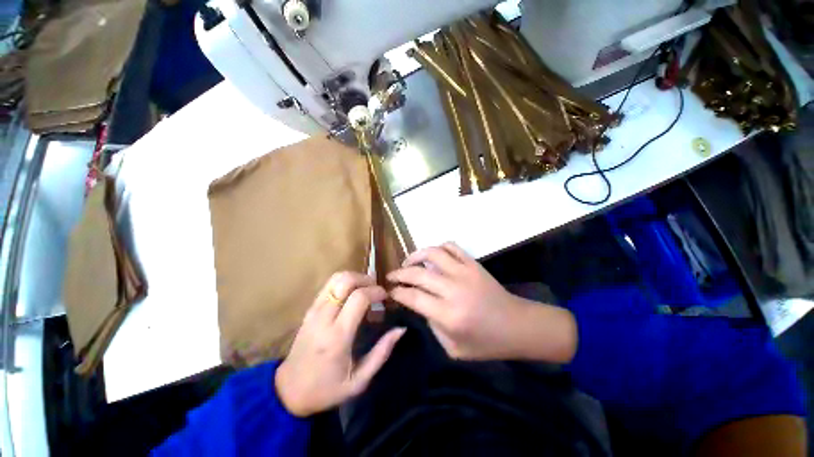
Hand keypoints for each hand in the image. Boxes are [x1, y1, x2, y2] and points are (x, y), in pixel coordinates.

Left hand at [275, 272, 405, 416]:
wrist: (288, 391)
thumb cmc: (326, 389)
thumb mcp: (359, 380)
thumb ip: (382, 352)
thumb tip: (400, 329)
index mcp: (337, 336)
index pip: (359, 298)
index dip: (376, 291)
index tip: (386, 298)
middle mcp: (324, 317)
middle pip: (346, 281)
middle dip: (366, 280)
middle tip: (377, 290)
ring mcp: (314, 310)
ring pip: (336, 278)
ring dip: (355, 278)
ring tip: (366, 289)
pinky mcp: (309, 309)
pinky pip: (329, 285)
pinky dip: (344, 282)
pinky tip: (352, 294)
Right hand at [388, 242, 576, 362]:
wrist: (517, 326)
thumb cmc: (486, 343)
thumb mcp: (453, 348)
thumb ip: (432, 325)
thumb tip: (420, 303)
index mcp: (448, 315)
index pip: (413, 296)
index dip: (397, 292)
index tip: (389, 290)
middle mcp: (453, 289)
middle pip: (417, 273)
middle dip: (399, 273)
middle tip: (391, 276)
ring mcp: (464, 272)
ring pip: (433, 253)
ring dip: (415, 255)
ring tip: (408, 262)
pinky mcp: (473, 264)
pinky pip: (452, 247)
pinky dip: (438, 248)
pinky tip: (433, 256)